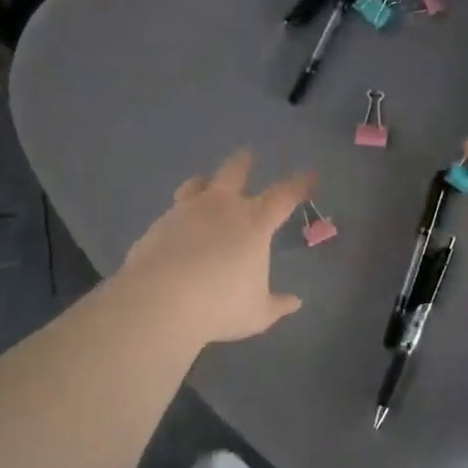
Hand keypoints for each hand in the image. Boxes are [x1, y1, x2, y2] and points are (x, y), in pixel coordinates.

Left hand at [119, 150, 314, 344]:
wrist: (159, 301)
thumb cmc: (219, 305)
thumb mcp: (256, 313)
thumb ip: (277, 305)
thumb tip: (295, 302)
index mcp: (253, 222)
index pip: (283, 195)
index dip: (299, 184)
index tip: (309, 175)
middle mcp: (221, 207)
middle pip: (234, 172)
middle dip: (244, 162)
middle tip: (248, 154)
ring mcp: (185, 211)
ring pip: (196, 184)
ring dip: (204, 181)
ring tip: (204, 181)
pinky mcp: (157, 224)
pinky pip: (172, 211)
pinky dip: (180, 213)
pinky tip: (177, 225)